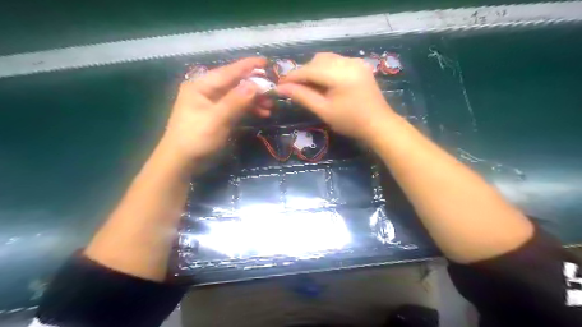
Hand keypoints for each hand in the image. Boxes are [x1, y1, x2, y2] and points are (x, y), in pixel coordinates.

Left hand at [161, 58, 270, 164]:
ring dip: (254, 100)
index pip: (229, 71)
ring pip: (238, 96)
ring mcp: (212, 103)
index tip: (267, 62)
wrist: (182, 162)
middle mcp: (207, 90)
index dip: (249, 66)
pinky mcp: (218, 115)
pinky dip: (249, 109)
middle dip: (255, 88)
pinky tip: (261, 113)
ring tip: (270, 106)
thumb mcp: (217, 119)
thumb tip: (256, 85)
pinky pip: (236, 107)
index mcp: (202, 85)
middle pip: (235, 83)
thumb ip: (236, 101)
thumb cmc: (196, 139)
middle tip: (273, 93)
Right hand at [275, 53, 394, 141]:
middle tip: (295, 89)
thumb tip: (281, 88)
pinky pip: (337, 61)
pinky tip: (325, 83)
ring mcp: (356, 62)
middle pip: (317, 60)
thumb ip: (302, 96)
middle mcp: (348, 62)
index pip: (309, 69)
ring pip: (326, 59)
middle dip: (304, 73)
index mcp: (340, 74)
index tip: (279, 85)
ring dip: (314, 70)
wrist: (378, 124)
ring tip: (310, 87)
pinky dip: (326, 69)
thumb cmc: (350, 122)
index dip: (292, 76)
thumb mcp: (324, 110)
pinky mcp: (359, 65)